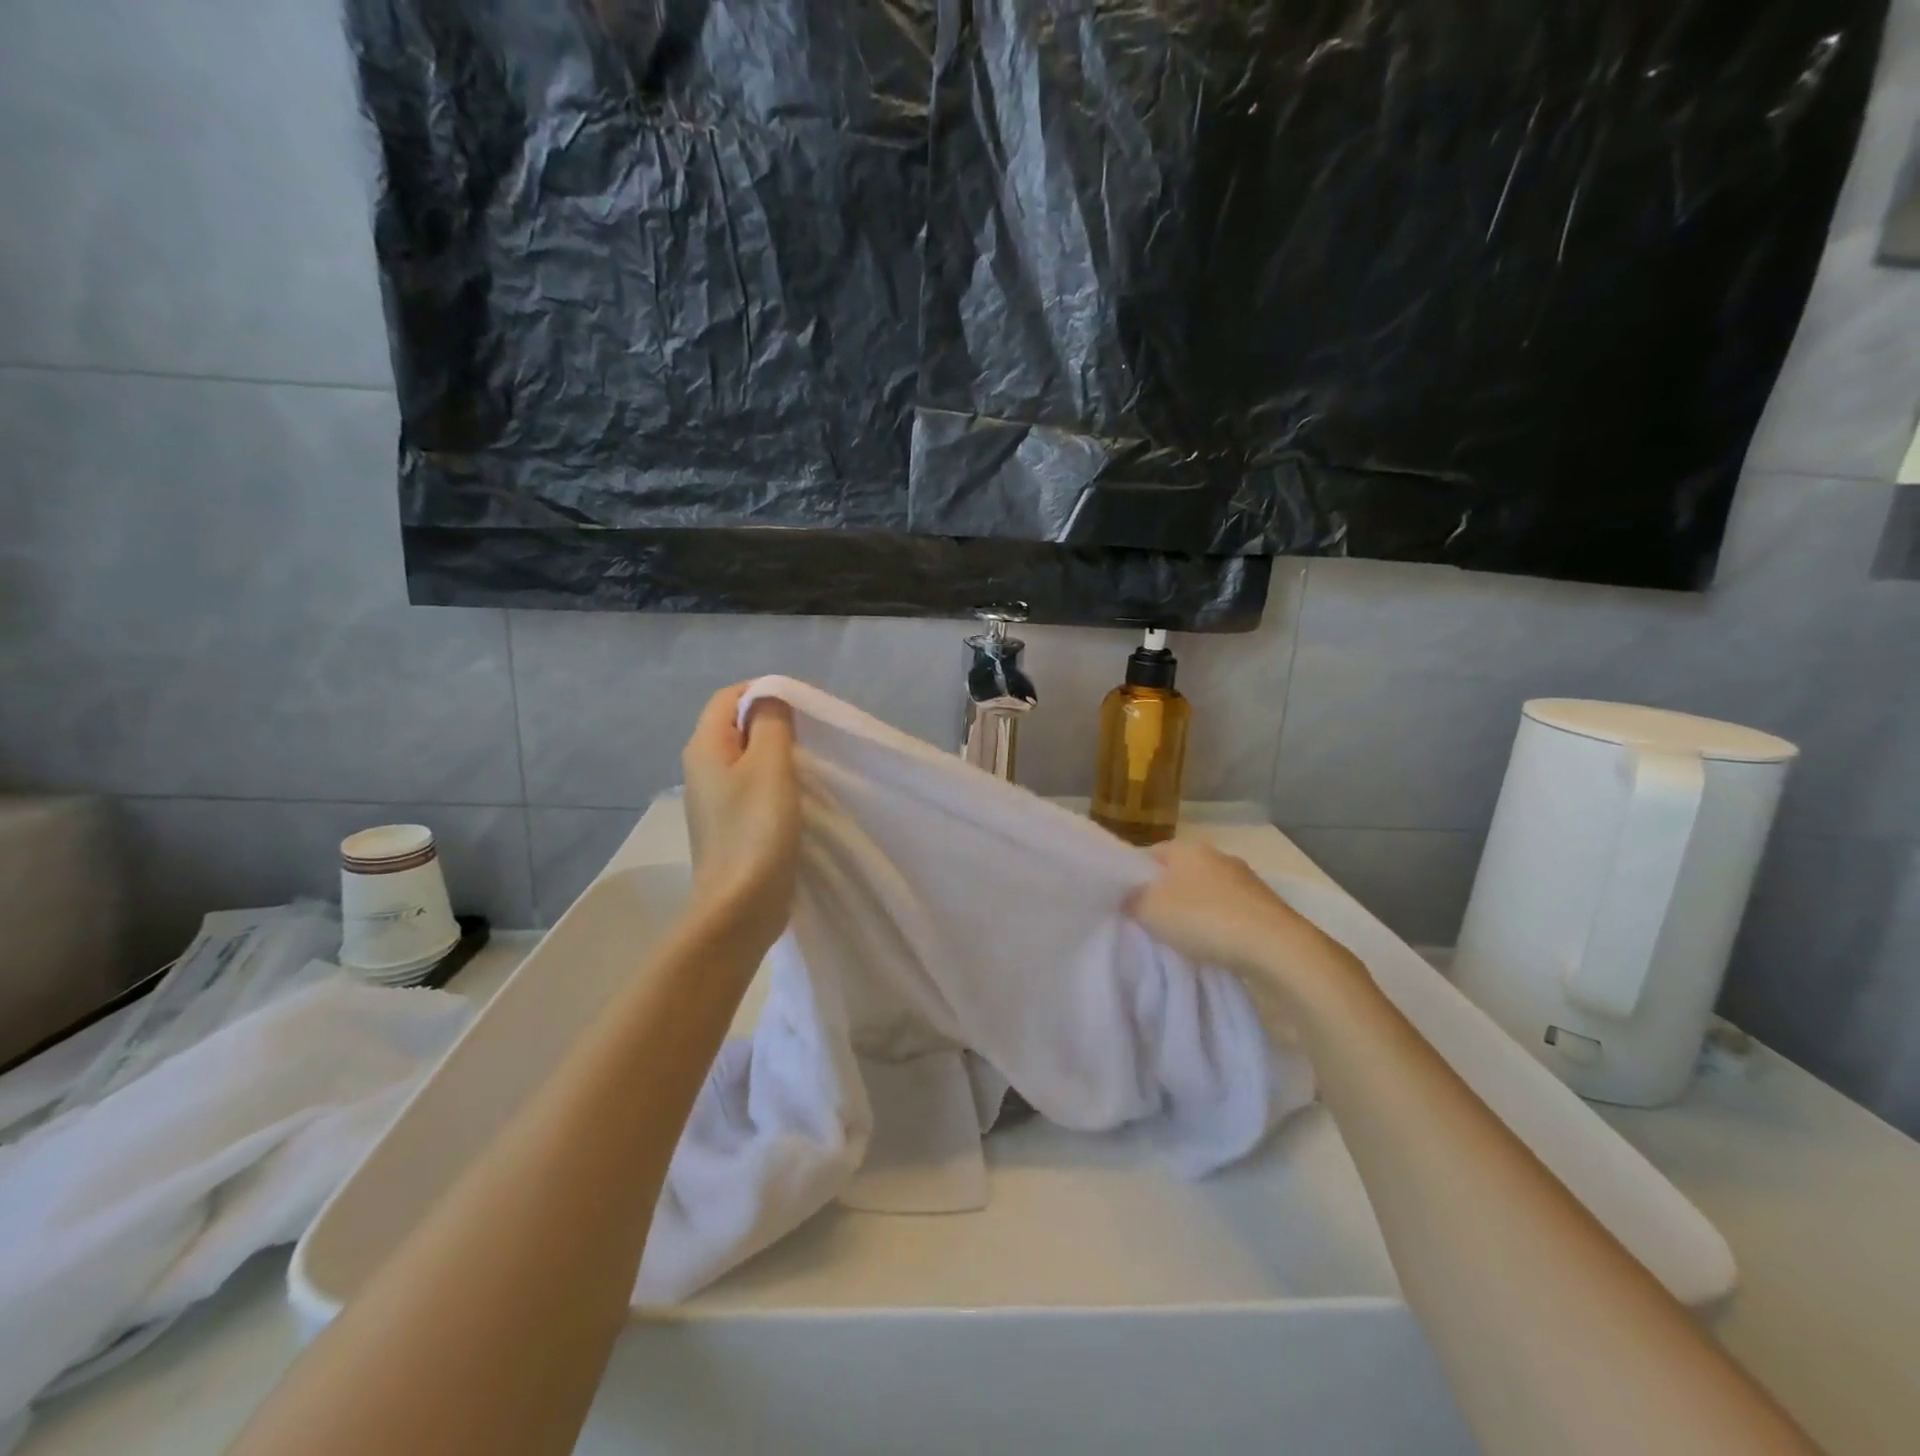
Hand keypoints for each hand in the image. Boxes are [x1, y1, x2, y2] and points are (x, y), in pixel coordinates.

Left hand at [681, 684, 799, 953]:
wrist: (739, 907)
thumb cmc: (756, 830)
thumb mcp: (770, 766)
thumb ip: (771, 722)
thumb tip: (771, 697)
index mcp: (704, 747)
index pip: (729, 696)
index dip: (765, 690)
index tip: (805, 705)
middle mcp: (702, 767)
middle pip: (737, 725)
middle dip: (775, 721)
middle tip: (814, 732)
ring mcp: (715, 798)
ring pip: (748, 757)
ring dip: (778, 752)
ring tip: (812, 760)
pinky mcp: (731, 823)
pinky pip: (753, 785)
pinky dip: (776, 780)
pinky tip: (800, 793)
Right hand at [1128, 840, 1371, 1022]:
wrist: (1276, 946)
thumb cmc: (1203, 919)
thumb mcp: (1149, 910)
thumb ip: (1130, 900)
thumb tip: (1127, 896)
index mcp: (1186, 847)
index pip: (1148, 854)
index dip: (1133, 877)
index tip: (1126, 903)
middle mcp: (1216, 854)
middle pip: (1178, 872)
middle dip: (1165, 893)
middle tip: (1151, 922)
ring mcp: (1245, 878)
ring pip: (1205, 890)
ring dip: (1194, 908)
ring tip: (1183, 937)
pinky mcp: (1265, 903)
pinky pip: (1228, 908)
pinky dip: (1218, 922)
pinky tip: (1213, 943)